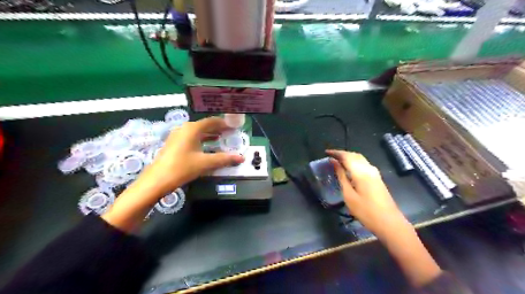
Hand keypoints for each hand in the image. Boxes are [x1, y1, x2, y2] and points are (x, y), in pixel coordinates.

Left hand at [104, 117, 244, 232]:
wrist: (157, 180)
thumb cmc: (182, 167)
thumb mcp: (205, 163)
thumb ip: (224, 159)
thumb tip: (241, 158)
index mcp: (192, 129)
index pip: (212, 121)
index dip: (224, 123)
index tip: (235, 127)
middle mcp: (185, 129)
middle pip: (205, 125)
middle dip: (218, 129)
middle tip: (231, 133)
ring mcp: (178, 136)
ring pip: (198, 132)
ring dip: (210, 134)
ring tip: (222, 138)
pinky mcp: (174, 144)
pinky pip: (192, 137)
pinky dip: (202, 139)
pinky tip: (208, 146)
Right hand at [327, 150, 407, 238]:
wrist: (390, 223)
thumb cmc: (366, 211)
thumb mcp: (349, 195)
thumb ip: (341, 177)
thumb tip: (334, 163)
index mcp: (361, 172)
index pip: (346, 156)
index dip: (336, 153)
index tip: (325, 152)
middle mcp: (369, 168)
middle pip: (354, 155)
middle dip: (342, 154)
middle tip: (330, 156)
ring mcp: (375, 173)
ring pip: (360, 159)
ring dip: (348, 157)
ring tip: (337, 161)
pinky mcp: (377, 178)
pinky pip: (364, 164)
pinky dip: (354, 162)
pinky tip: (349, 169)